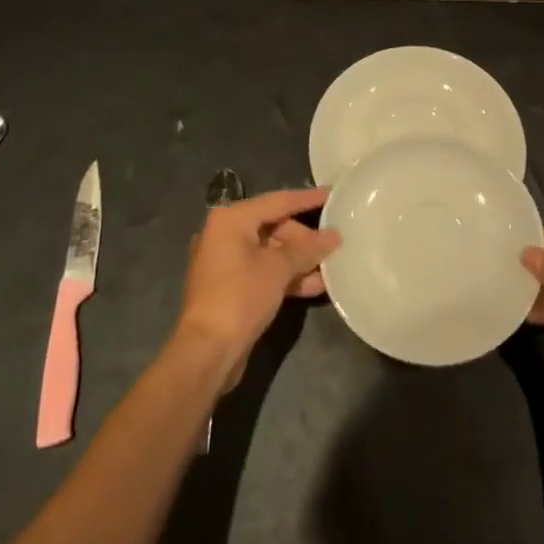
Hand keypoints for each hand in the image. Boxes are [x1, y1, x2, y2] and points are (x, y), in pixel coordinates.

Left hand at [176, 187, 337, 380]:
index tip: (333, 194)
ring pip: (270, 252)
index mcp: (232, 219)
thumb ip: (308, 249)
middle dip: (305, 238)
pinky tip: (314, 286)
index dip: (307, 199)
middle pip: (274, 227)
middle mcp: (225, 234)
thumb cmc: (241, 296)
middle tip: (334, 245)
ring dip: (299, 261)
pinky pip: (264, 271)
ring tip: (331, 268)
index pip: (277, 201)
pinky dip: (286, 276)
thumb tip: (334, 235)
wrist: (208, 350)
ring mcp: (226, 262)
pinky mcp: (230, 287)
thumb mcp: (278, 268)